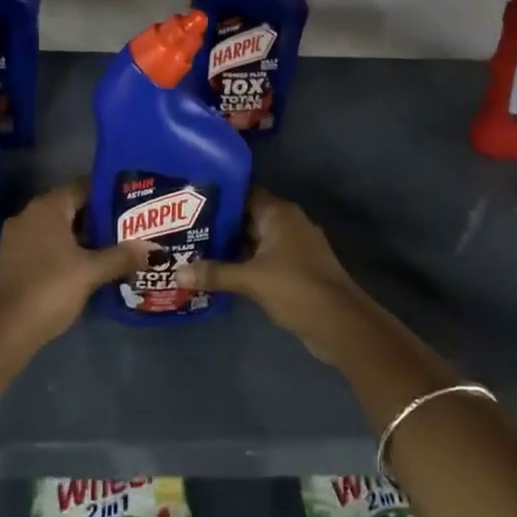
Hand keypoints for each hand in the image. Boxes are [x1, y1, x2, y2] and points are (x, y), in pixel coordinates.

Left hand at [0, 184, 148, 353]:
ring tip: (111, 248)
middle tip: (127, 229)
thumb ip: (122, 256)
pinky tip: (84, 267)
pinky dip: (64, 251)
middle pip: (71, 208)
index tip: (131, 207)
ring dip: (81, 237)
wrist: (6, 329)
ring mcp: (17, 237)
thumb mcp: (92, 272)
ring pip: (57, 229)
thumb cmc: (51, 288)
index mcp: (48, 207)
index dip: (108, 196)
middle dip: (98, 219)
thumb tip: (153, 248)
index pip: (83, 188)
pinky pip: (44, 245)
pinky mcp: (11, 259)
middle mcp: (29, 214)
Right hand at [174, 191, 372, 364]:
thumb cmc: (296, 287)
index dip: (218, 197)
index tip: (191, 201)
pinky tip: (220, 272)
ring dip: (231, 246)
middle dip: (220, 224)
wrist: (340, 323)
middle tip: (185, 228)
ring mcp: (294, 246)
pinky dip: (245, 263)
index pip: (244, 193)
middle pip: (247, 217)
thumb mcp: (251, 280)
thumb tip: (176, 272)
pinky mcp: (296, 269)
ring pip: (255, 239)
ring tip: (195, 250)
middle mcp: (288, 223)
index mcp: (279, 213)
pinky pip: (264, 258)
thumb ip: (215, 274)